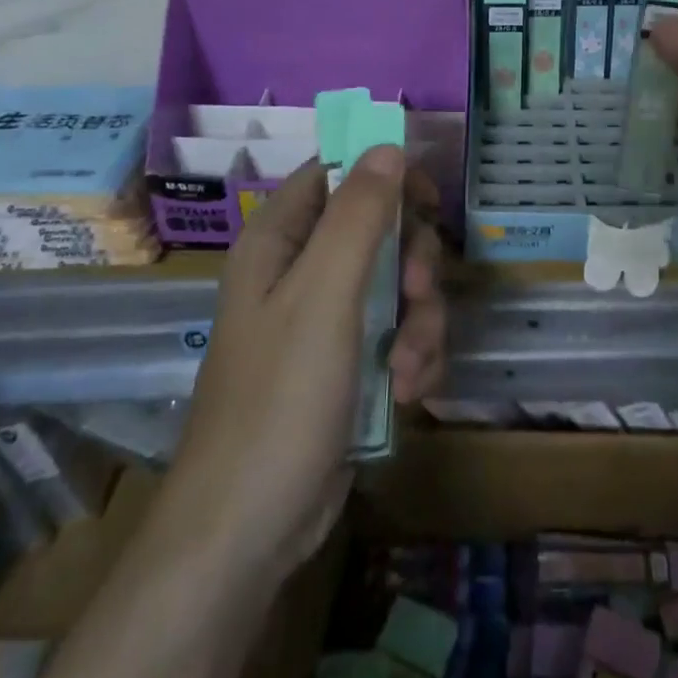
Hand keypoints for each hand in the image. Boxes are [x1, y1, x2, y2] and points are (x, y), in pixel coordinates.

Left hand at [170, 149, 445, 580]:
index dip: (384, 176)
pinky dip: (414, 356)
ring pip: (398, 284)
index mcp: (280, 241)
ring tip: (409, 367)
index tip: (427, 200)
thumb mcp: (324, 295)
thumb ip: (359, 215)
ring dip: (420, 321)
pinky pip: (399, 332)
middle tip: (417, 294)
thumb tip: (389, 145)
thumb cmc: (279, 399)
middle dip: (412, 263)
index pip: (337, 174)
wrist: (249, 532)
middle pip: (380, 229)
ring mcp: (327, 320)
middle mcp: (301, 271)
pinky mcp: (349, 363)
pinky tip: (410, 392)